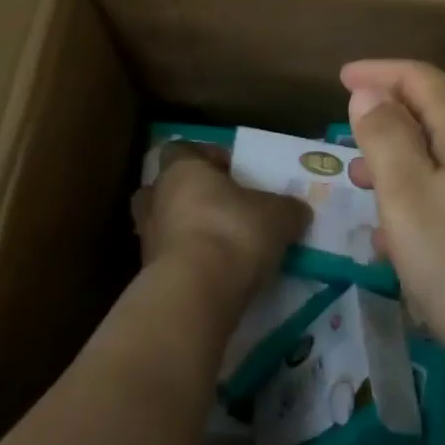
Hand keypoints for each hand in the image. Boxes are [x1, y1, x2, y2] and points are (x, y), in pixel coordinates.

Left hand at [132, 142, 309, 301]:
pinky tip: (213, 275)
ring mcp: (146, 238)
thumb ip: (287, 208)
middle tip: (220, 208)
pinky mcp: (147, 276)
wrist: (195, 294)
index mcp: (182, 168)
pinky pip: (167, 260)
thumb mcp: (278, 215)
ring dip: (184, 232)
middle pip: (165, 187)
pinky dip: (185, 263)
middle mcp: (156, 197)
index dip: (206, 158)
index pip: (182, 149)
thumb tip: (297, 211)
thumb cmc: (233, 232)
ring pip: (162, 225)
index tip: (231, 173)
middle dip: (188, 196)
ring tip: (218, 245)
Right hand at [343, 60, 444, 370]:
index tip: (339, 77)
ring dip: (398, 172)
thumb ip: (385, 137)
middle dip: (385, 125)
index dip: (377, 73)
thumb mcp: (409, 196)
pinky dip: (420, 212)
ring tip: (362, 195)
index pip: (419, 78)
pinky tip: (399, 252)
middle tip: (345, 147)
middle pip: (432, 118)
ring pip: (441, 166)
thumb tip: (369, 90)